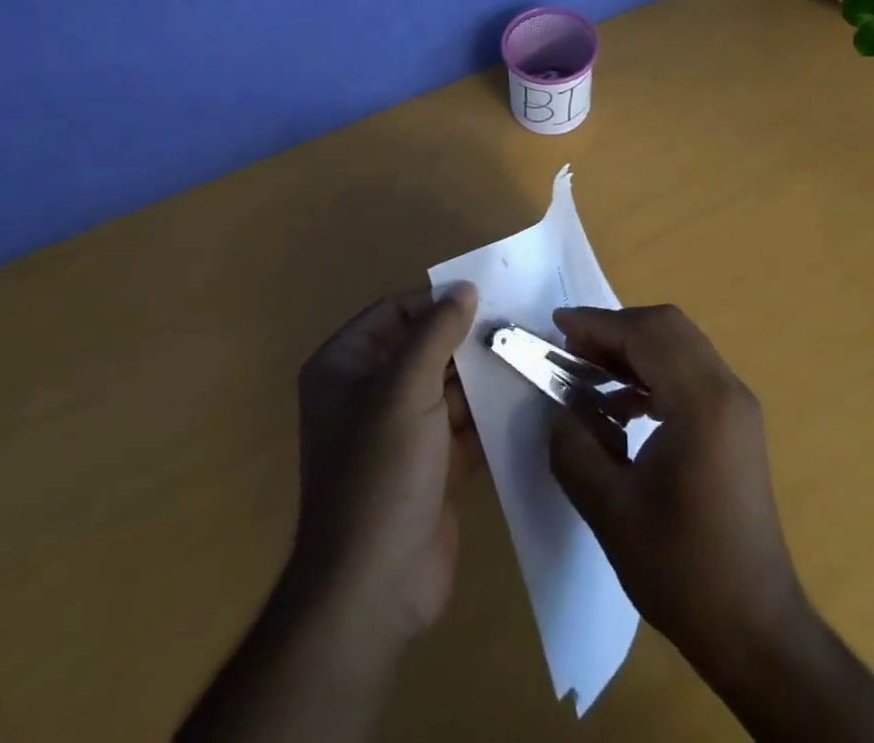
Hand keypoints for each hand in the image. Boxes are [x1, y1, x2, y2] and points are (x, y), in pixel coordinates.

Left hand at [175, 285, 482, 742]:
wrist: (375, 587)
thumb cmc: (381, 471)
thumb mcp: (406, 388)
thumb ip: (436, 331)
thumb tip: (464, 286)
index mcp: (344, 366)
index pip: (393, 312)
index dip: (436, 302)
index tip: (487, 296)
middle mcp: (366, 393)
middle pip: (423, 348)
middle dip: (467, 340)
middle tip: (517, 324)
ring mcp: (399, 433)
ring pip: (447, 387)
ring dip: (483, 378)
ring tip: (529, 356)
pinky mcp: (429, 466)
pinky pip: (462, 426)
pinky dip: (489, 416)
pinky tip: (526, 400)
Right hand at [547, 305, 807, 675]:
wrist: (756, 630)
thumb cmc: (683, 572)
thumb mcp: (610, 511)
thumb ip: (575, 446)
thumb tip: (560, 407)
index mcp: (702, 403)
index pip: (646, 334)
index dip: (597, 324)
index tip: (556, 326)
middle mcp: (726, 390)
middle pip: (667, 328)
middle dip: (615, 330)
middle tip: (571, 350)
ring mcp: (737, 406)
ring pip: (680, 346)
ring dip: (633, 349)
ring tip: (589, 374)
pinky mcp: (736, 424)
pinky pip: (690, 372)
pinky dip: (653, 372)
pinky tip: (623, 406)